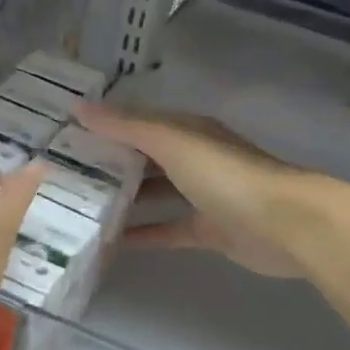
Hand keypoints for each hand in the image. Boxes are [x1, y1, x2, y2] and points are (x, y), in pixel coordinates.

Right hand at [76, 103, 317, 278]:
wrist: (284, 224)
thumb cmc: (226, 175)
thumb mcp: (172, 142)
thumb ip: (127, 127)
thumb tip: (78, 107)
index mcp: (188, 131)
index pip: (138, 123)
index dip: (105, 126)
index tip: (64, 135)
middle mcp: (194, 159)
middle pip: (145, 159)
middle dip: (110, 165)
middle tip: (64, 176)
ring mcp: (203, 196)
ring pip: (155, 194)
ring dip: (125, 200)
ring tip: (81, 209)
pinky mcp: (209, 230)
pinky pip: (168, 229)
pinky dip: (144, 234)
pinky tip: (113, 242)